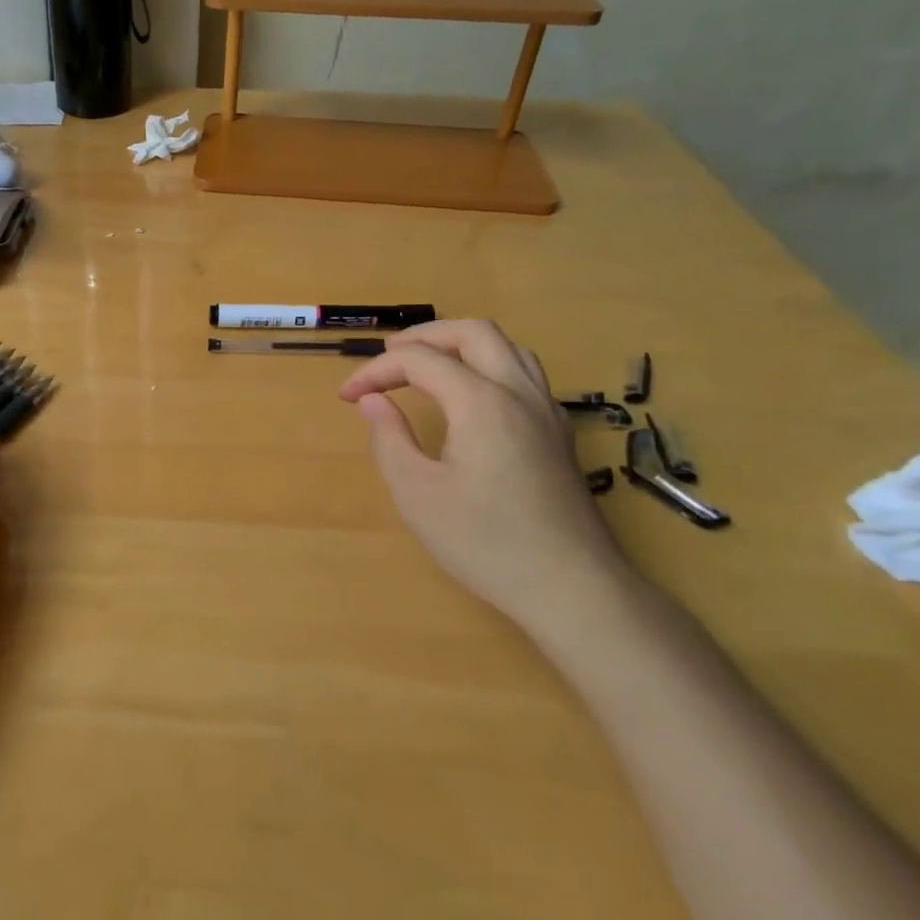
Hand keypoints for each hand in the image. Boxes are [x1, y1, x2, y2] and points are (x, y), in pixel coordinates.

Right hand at [338, 320, 630, 633]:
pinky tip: (469, 397)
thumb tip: (372, 400)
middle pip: (473, 332)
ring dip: (460, 345)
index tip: (347, 396)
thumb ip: (390, 438)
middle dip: (423, 336)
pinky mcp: (558, 432)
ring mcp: (547, 410)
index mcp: (481, 402)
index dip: (375, 371)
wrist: (571, 587)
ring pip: (507, 346)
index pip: (420, 360)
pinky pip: (524, 373)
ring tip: (426, 367)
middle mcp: (519, 392)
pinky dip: (487, 364)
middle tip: (387, 359)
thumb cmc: (486, 543)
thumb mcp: (418, 495)